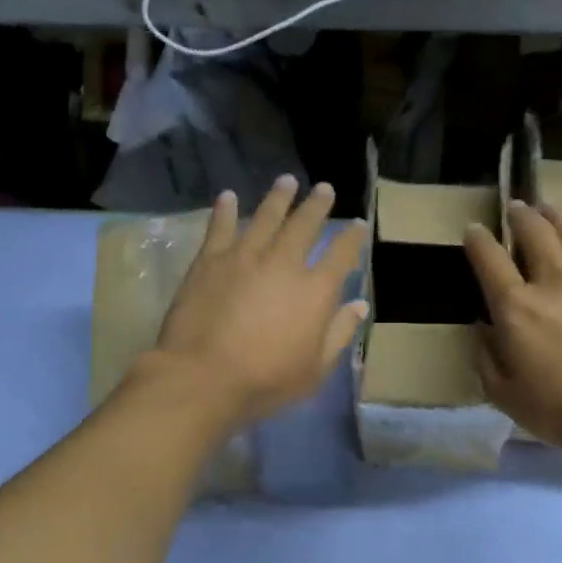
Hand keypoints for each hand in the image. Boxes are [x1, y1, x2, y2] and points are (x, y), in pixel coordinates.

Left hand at [151, 177, 369, 427]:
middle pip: (305, 224)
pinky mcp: (210, 259)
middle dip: (317, 205)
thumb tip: (359, 304)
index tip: (358, 224)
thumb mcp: (315, 369)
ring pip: (266, 216)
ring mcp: (245, 256)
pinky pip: (221, 226)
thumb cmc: (265, 381)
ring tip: (286, 181)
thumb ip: (339, 333)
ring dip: (278, 197)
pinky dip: (225, 209)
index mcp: (315, 290)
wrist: (203, 377)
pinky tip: (228, 196)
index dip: (352, 237)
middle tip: (323, 189)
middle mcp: (284, 263)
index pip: (341, 254)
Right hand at [464, 201, 561, 462]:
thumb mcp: (503, 393)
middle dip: (520, 216)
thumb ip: (486, 356)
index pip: (489, 259)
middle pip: (535, 232)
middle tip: (516, 207)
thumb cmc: (560, 409)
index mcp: (516, 307)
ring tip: (550, 209)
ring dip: (558, 216)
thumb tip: (482, 328)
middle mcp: (554, 281)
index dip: (478, 240)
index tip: (474, 229)